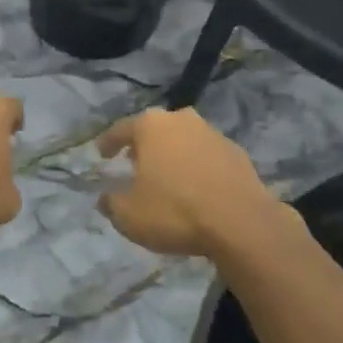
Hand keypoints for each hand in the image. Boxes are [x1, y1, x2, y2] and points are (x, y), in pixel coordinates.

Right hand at [95, 109, 278, 257]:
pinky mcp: (237, 153)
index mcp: (151, 126)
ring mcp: (213, 134)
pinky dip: (198, 167)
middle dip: (144, 145)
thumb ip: (112, 204)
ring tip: (167, 176)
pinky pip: (207, 156)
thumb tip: (105, 198)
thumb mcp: (129, 215)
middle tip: (134, 162)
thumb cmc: (175, 211)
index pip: (121, 129)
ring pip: (184, 140)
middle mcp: (181, 120)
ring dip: (173, 154)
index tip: (101, 153)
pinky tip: (196, 187)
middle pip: (155, 129)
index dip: (108, 142)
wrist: (241, 223)